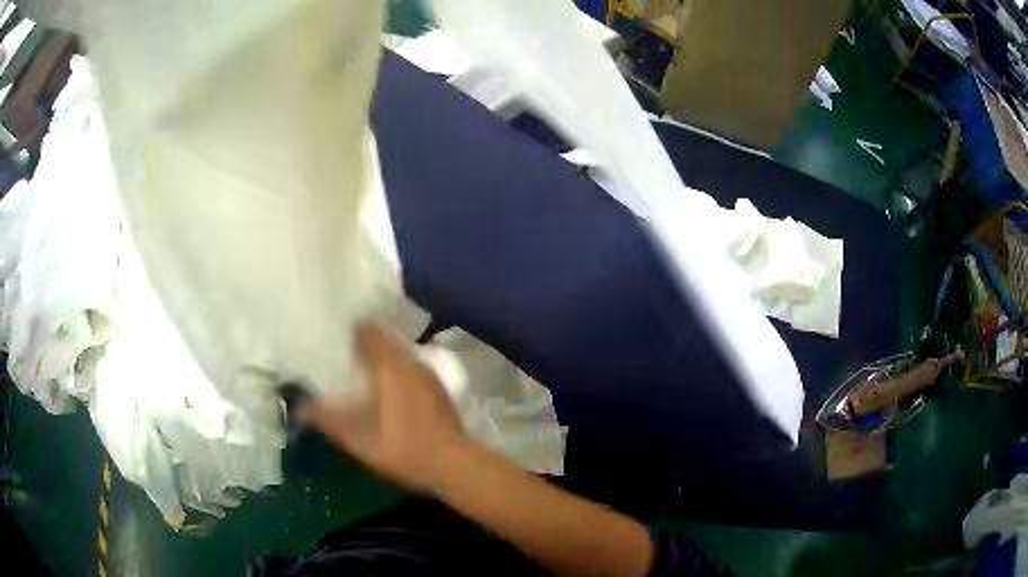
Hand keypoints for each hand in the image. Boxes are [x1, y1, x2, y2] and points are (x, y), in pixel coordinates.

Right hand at [299, 324, 466, 492]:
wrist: (456, 465)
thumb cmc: (405, 451)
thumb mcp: (361, 442)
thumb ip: (330, 421)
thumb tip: (299, 409)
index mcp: (389, 368)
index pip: (368, 332)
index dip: (350, 329)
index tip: (333, 334)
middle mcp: (410, 363)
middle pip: (384, 339)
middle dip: (364, 341)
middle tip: (342, 352)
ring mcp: (427, 374)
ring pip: (399, 352)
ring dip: (381, 355)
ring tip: (361, 368)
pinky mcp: (437, 388)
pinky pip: (410, 366)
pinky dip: (395, 368)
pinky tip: (387, 387)